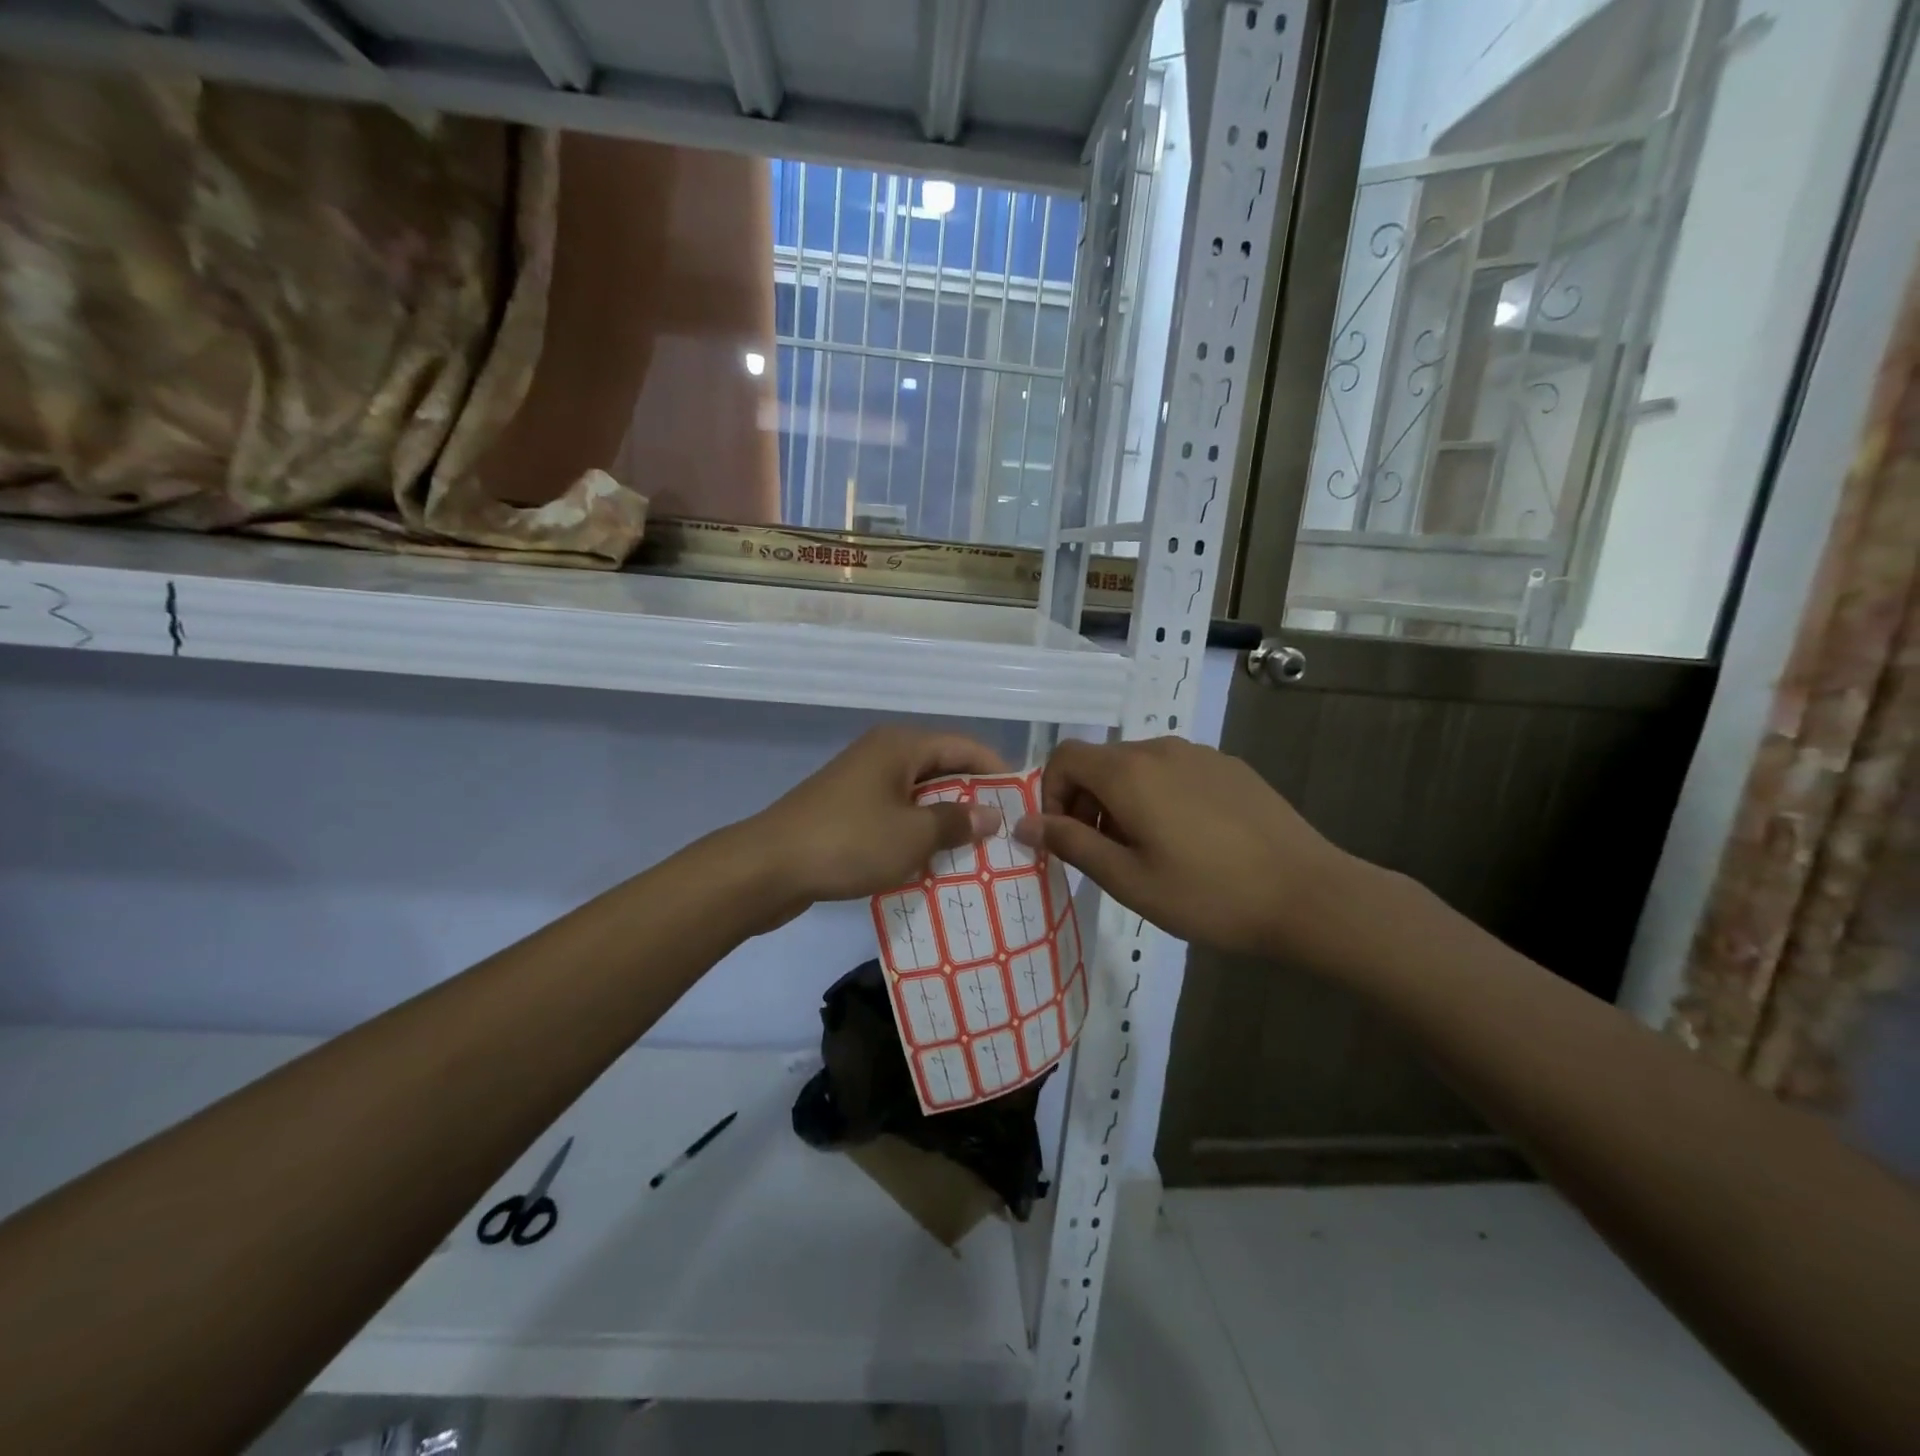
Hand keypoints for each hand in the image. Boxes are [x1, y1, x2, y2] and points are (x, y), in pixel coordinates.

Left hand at [748, 726, 1007, 907]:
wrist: (767, 867)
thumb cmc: (848, 842)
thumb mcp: (912, 835)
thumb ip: (956, 821)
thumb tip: (991, 814)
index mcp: (901, 746)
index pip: (965, 747)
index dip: (997, 772)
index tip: (1025, 802)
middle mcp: (883, 755)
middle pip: (942, 770)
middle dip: (974, 800)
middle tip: (1006, 834)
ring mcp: (862, 783)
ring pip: (918, 797)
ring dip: (945, 822)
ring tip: (978, 853)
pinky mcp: (847, 811)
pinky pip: (895, 816)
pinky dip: (916, 835)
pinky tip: (934, 863)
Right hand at [1012, 736, 1355, 956]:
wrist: (1309, 895)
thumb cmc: (1208, 894)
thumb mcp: (1128, 879)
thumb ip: (1071, 844)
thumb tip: (1024, 823)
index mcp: (1128, 772)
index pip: (1064, 757)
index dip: (1051, 794)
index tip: (1066, 839)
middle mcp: (1160, 748)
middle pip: (1101, 762)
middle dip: (1087, 802)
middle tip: (1106, 855)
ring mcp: (1200, 754)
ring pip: (1139, 767)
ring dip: (1124, 801)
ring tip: (1148, 852)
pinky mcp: (1231, 767)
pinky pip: (1176, 772)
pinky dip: (1161, 797)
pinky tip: (1192, 841)